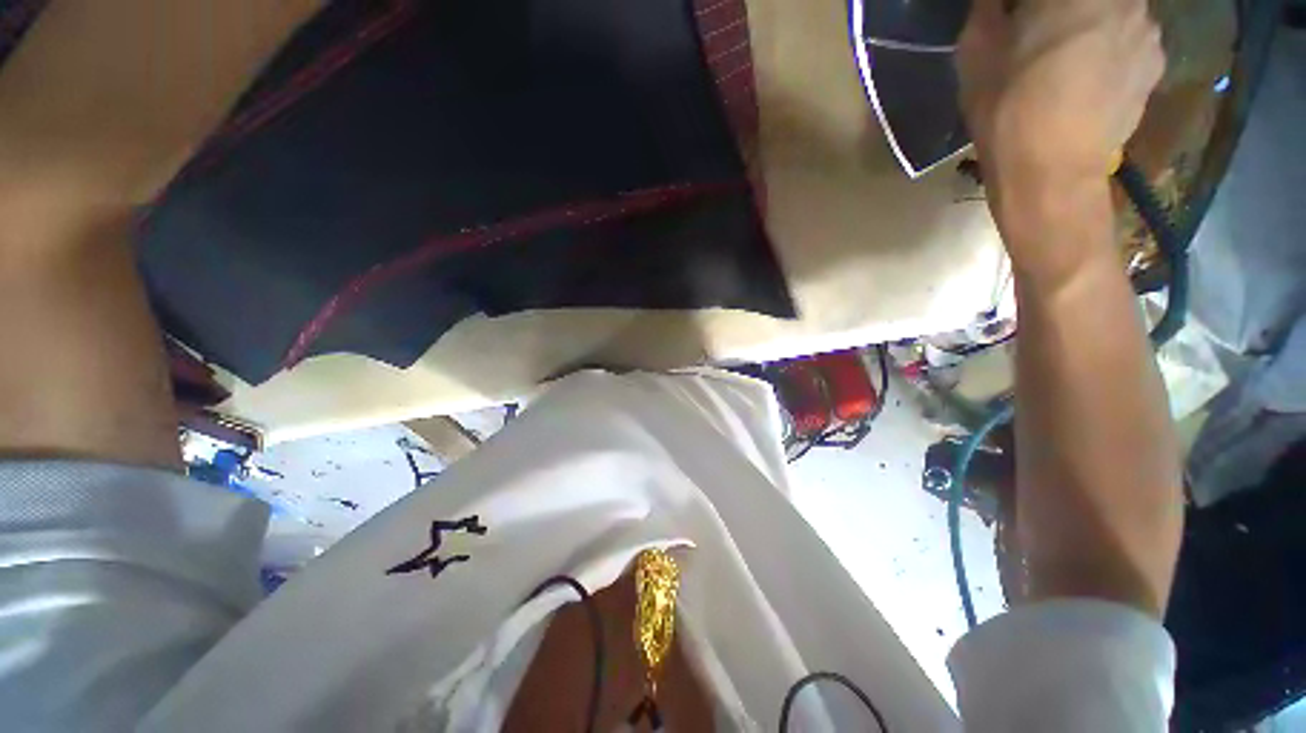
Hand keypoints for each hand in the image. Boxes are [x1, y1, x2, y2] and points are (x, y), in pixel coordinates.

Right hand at [956, 0, 1164, 275]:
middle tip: (1039, 38)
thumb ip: (990, 8)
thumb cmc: (1007, 109)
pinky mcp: (1155, 63)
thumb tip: (1001, 1)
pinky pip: (1132, 38)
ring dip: (1091, 23)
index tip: (1015, 20)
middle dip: (1062, 11)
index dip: (1027, 9)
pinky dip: (1112, 46)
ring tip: (1066, 58)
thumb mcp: (977, 52)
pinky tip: (1090, 75)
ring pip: (1113, 11)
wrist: (1051, 172)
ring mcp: (1148, 29)